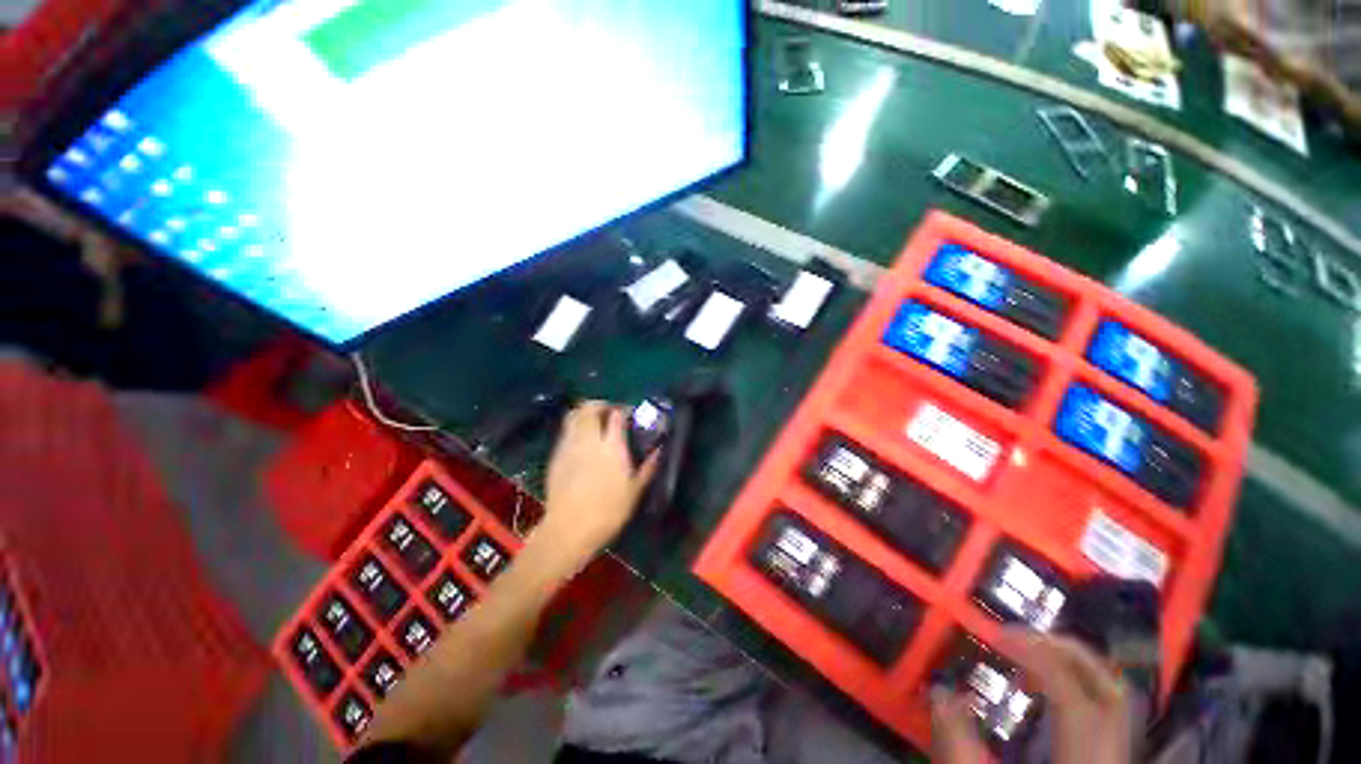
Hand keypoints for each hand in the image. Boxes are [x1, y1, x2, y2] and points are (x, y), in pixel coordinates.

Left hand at [537, 401, 658, 566]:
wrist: (569, 528)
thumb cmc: (608, 511)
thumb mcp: (635, 491)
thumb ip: (648, 468)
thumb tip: (659, 451)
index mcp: (612, 447)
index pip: (616, 415)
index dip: (622, 409)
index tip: (628, 413)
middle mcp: (589, 440)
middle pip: (590, 408)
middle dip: (600, 404)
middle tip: (609, 411)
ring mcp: (569, 446)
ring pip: (574, 415)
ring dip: (585, 412)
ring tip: (593, 420)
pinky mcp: (556, 455)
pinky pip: (565, 431)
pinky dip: (574, 427)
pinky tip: (581, 439)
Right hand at [931, 629, 1131, 763]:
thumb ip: (957, 744)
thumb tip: (941, 691)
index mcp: (1085, 762)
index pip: (1072, 693)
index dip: (1035, 655)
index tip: (994, 635)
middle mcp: (1111, 758)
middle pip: (1109, 689)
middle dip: (1065, 650)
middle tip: (1019, 635)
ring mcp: (1115, 762)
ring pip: (1114, 701)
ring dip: (1073, 667)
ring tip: (1030, 657)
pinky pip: (1104, 717)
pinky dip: (1078, 692)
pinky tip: (1046, 695)